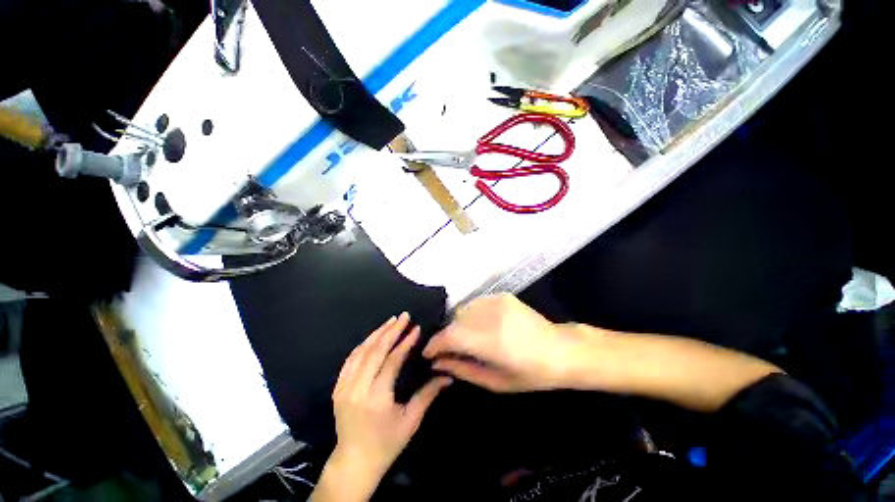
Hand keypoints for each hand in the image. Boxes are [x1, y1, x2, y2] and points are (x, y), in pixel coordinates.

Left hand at [314, 313, 451, 501]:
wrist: (353, 462)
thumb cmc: (386, 443)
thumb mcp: (411, 420)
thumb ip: (428, 394)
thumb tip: (448, 375)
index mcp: (376, 397)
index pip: (392, 360)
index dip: (405, 342)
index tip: (416, 328)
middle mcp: (357, 388)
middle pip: (375, 350)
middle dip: (391, 330)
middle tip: (404, 315)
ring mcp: (343, 387)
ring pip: (361, 351)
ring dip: (377, 333)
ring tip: (391, 320)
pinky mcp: (337, 387)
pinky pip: (350, 359)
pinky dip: (363, 344)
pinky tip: (374, 336)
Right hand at [423, 294, 587, 391]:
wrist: (560, 349)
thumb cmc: (530, 374)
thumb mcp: (495, 382)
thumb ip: (463, 370)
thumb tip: (437, 363)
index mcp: (491, 341)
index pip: (450, 337)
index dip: (434, 344)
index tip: (428, 353)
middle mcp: (491, 316)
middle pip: (454, 321)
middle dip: (445, 336)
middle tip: (447, 350)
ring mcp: (497, 301)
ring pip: (463, 310)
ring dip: (458, 324)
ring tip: (464, 338)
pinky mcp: (502, 295)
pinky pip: (475, 304)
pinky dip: (470, 315)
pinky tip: (479, 326)